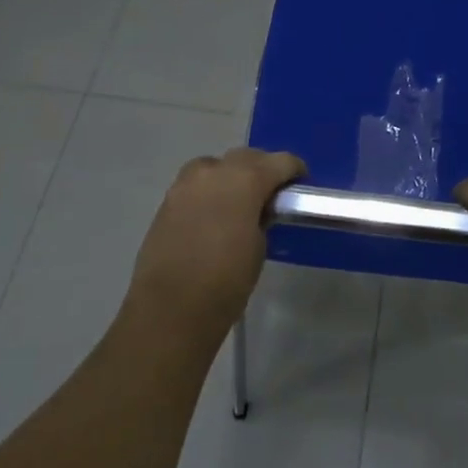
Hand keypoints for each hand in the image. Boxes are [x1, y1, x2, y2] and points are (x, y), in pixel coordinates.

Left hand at [127, 147, 305, 342]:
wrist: (170, 309)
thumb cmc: (226, 281)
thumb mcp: (259, 246)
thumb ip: (261, 216)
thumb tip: (257, 209)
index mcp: (245, 179)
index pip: (279, 161)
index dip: (293, 170)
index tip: (300, 184)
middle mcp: (214, 171)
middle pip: (246, 157)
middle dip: (262, 169)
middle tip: (271, 193)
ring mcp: (186, 183)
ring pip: (216, 166)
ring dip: (231, 177)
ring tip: (239, 202)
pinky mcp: (167, 201)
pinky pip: (196, 185)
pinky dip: (210, 191)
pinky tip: (214, 214)